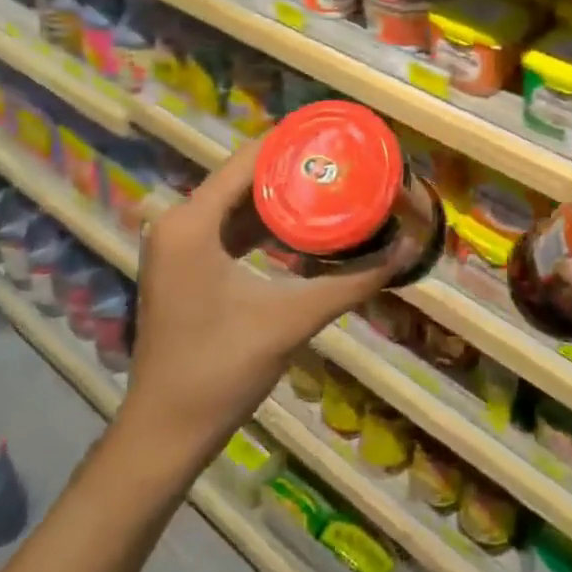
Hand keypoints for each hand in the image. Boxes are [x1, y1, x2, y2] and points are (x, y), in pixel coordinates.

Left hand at [119, 140, 408, 467]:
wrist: (165, 433)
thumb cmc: (221, 371)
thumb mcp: (291, 320)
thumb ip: (352, 282)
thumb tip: (407, 250)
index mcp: (192, 222)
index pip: (249, 160)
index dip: (294, 144)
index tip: (338, 138)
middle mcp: (178, 221)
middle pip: (244, 178)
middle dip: (294, 170)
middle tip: (345, 163)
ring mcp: (177, 244)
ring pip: (237, 203)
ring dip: (281, 196)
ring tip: (332, 185)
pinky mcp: (184, 265)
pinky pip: (228, 228)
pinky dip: (263, 224)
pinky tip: (303, 226)